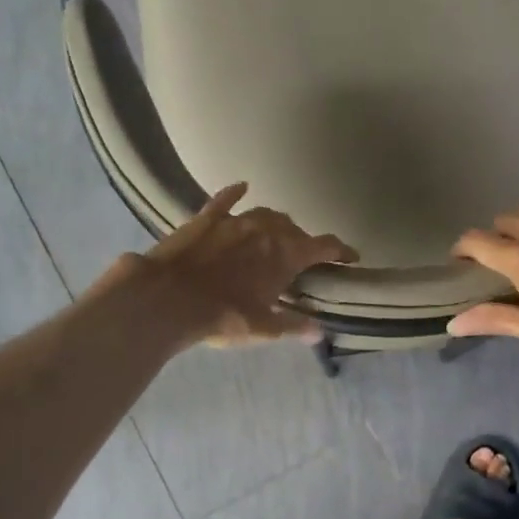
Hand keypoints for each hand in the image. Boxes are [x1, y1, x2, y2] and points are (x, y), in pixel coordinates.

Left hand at [137, 182, 356, 345]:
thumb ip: (293, 326)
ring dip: (275, 224)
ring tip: (276, 234)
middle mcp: (266, 229)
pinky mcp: (205, 219)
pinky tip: (241, 187)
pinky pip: (224, 200)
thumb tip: (318, 332)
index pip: (324, 246)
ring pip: (264, 214)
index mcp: (286, 254)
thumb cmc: (222, 316)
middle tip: (302, 259)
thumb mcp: (263, 328)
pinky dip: (235, 194)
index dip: (341, 250)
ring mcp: (235, 220)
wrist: (167, 298)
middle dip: (302, 242)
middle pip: (293, 229)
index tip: (350, 257)